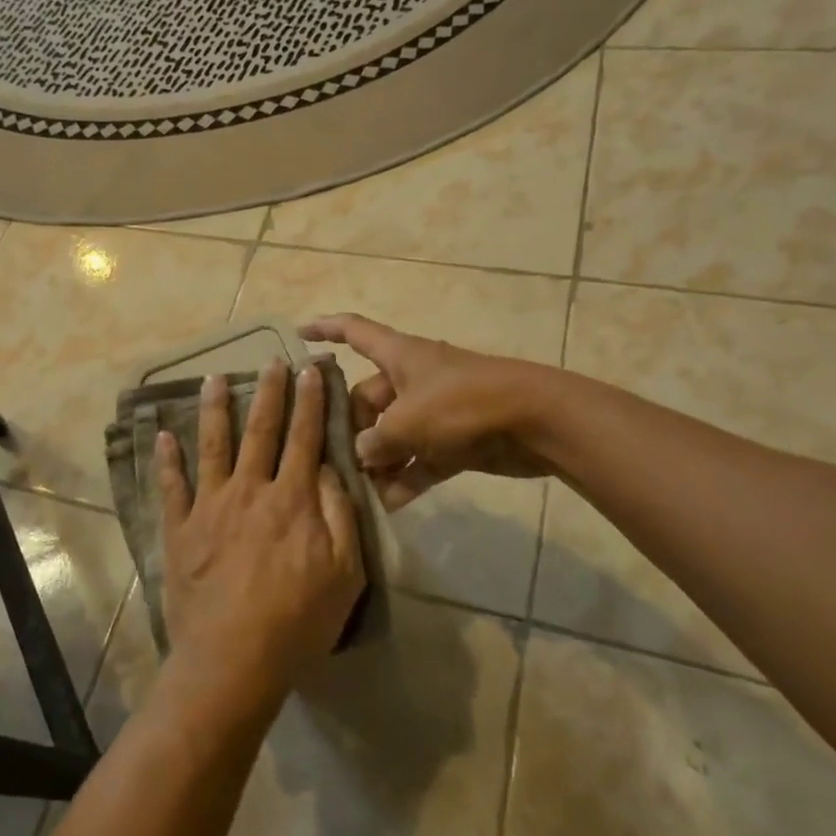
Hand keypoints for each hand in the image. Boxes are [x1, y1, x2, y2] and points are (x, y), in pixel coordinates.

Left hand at [157, 361, 363, 709]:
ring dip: (215, 409)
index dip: (309, 402)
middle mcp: (249, 490)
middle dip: (268, 392)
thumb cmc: (297, 621)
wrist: (232, 659)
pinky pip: (171, 486)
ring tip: (215, 377)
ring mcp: (209, 507)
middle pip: (260, 431)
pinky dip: (167, 459)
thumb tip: (327, 470)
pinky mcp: (180, 529)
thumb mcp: (346, 574)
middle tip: (271, 360)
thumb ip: (340, 515)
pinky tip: (162, 435)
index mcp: (291, 499)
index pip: (304, 438)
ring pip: (212, 445)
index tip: (310, 370)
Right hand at [300, 313, 561, 508]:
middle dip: (352, 429)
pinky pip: (421, 459)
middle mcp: (413, 379)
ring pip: (394, 434)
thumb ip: (376, 441)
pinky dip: (407, 479)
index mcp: (399, 356)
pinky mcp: (456, 441)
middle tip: (334, 461)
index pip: (354, 331)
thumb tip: (361, 455)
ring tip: (356, 491)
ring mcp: (436, 411)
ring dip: (378, 461)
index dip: (325, 329)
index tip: (298, 335)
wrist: (536, 422)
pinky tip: (388, 506)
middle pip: (368, 398)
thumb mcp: (408, 422)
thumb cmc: (463, 405)